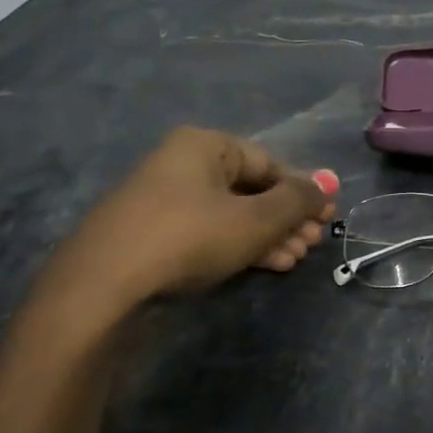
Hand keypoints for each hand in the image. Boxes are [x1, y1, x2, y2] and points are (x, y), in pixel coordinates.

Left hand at [33, 127, 338, 326]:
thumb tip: (328, 182)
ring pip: (232, 215)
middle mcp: (183, 165)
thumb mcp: (255, 219)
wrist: (103, 286)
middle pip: (251, 189)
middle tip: (314, 243)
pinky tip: (269, 266)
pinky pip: (210, 233)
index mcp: (204, 146)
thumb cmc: (189, 237)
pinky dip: (240, 246)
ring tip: (296, 259)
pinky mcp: (155, 236)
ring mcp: (165, 202)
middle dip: (287, 218)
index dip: (303, 189)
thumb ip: (297, 200)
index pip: (268, 163)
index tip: (328, 215)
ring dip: (269, 236)